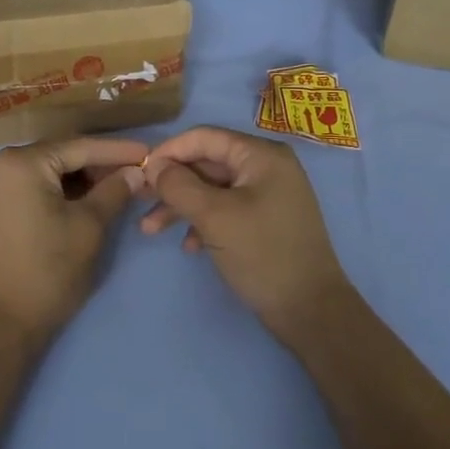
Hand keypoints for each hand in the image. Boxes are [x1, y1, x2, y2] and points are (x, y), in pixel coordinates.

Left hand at [0, 137, 147, 343]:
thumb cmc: (47, 272)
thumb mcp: (89, 227)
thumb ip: (115, 191)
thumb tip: (135, 171)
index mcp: (20, 162)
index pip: (80, 147)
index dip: (118, 150)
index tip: (149, 152)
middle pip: (60, 156)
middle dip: (99, 165)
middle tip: (136, 173)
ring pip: (45, 172)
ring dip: (79, 180)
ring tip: (116, 188)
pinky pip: (30, 188)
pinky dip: (58, 192)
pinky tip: (84, 201)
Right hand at [140, 127, 358, 348]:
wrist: (310, 310)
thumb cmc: (262, 254)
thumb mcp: (214, 217)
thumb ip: (179, 186)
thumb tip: (154, 167)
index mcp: (261, 155)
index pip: (204, 137)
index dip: (169, 151)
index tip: (139, 173)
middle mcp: (266, 167)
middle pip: (207, 163)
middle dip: (172, 184)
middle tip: (139, 202)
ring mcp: (268, 194)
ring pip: (213, 189)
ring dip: (181, 207)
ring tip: (151, 230)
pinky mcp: (265, 220)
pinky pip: (226, 209)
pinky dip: (203, 222)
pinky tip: (189, 247)